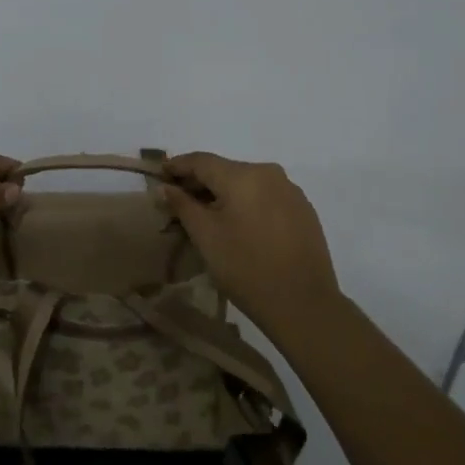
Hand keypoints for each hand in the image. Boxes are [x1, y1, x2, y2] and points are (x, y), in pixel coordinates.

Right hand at [155, 152, 343, 333]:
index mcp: (242, 175)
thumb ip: (182, 205)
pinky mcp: (303, 209)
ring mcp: (290, 190)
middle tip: (179, 201)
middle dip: (200, 183)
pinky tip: (239, 225)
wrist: (304, 304)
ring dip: (224, 194)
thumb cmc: (246, 267)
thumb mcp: (206, 236)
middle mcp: (268, 173)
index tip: (159, 175)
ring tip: (208, 216)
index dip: (177, 166)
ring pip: (247, 183)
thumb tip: (165, 187)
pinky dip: (247, 203)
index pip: (201, 160)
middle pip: (225, 169)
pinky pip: (266, 196)